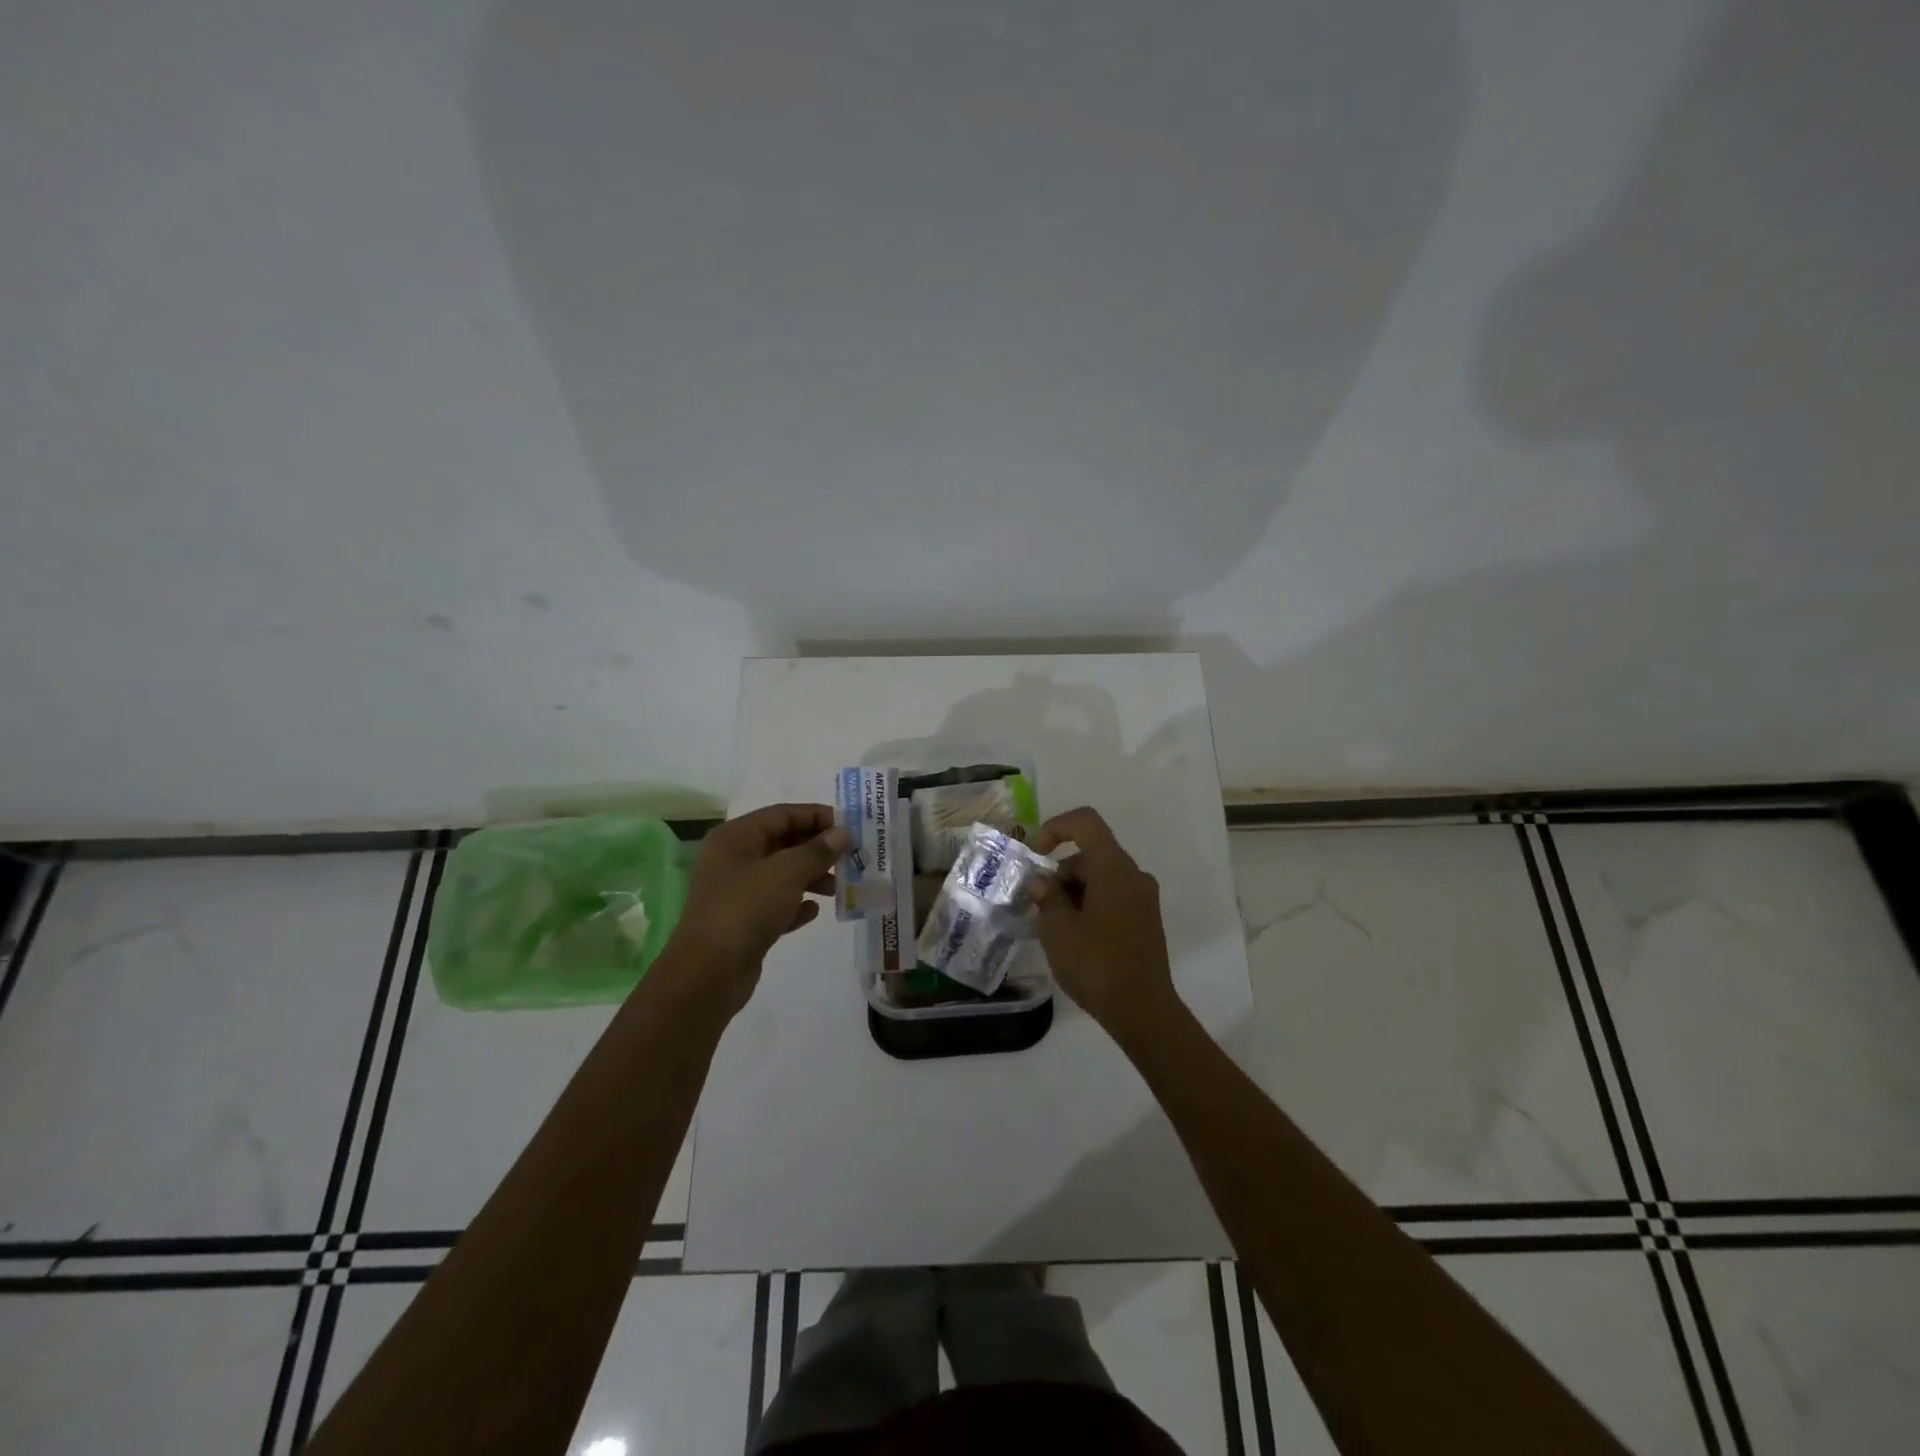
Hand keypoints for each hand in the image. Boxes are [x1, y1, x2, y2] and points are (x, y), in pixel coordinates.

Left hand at [667, 804, 850, 1011]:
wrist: (708, 974)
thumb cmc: (745, 909)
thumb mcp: (787, 873)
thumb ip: (818, 850)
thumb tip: (843, 832)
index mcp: (736, 837)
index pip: (783, 814)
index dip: (818, 816)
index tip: (851, 828)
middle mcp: (733, 859)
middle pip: (783, 842)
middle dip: (818, 849)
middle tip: (851, 858)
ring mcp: (736, 892)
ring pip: (782, 874)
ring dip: (812, 877)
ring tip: (839, 888)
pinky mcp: (743, 922)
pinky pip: (776, 904)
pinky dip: (797, 904)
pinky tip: (814, 912)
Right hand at [1030, 807, 1178, 1040]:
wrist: (1143, 1011)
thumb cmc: (1097, 965)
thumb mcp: (1058, 930)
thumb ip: (1046, 896)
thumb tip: (1041, 880)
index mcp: (1114, 868)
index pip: (1085, 823)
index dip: (1056, 828)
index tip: (1035, 855)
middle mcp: (1134, 875)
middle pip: (1091, 854)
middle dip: (1060, 872)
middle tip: (1037, 905)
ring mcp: (1143, 898)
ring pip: (1100, 877)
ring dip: (1072, 891)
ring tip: (1052, 926)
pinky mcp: (1145, 919)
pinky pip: (1112, 896)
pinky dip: (1089, 903)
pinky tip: (1074, 936)